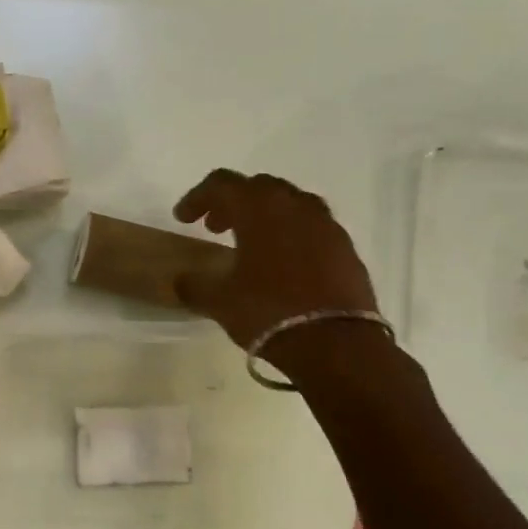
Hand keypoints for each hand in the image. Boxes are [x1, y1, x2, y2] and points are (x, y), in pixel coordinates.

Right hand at [172, 170, 378, 348]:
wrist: (336, 344)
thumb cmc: (269, 311)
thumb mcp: (219, 301)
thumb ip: (194, 285)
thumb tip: (182, 279)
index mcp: (259, 207)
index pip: (221, 184)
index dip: (197, 197)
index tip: (183, 219)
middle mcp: (295, 205)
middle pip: (258, 187)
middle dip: (233, 203)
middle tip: (216, 228)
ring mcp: (326, 224)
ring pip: (290, 204)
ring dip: (265, 216)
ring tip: (251, 244)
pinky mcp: (346, 248)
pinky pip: (312, 228)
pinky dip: (292, 235)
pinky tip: (284, 264)